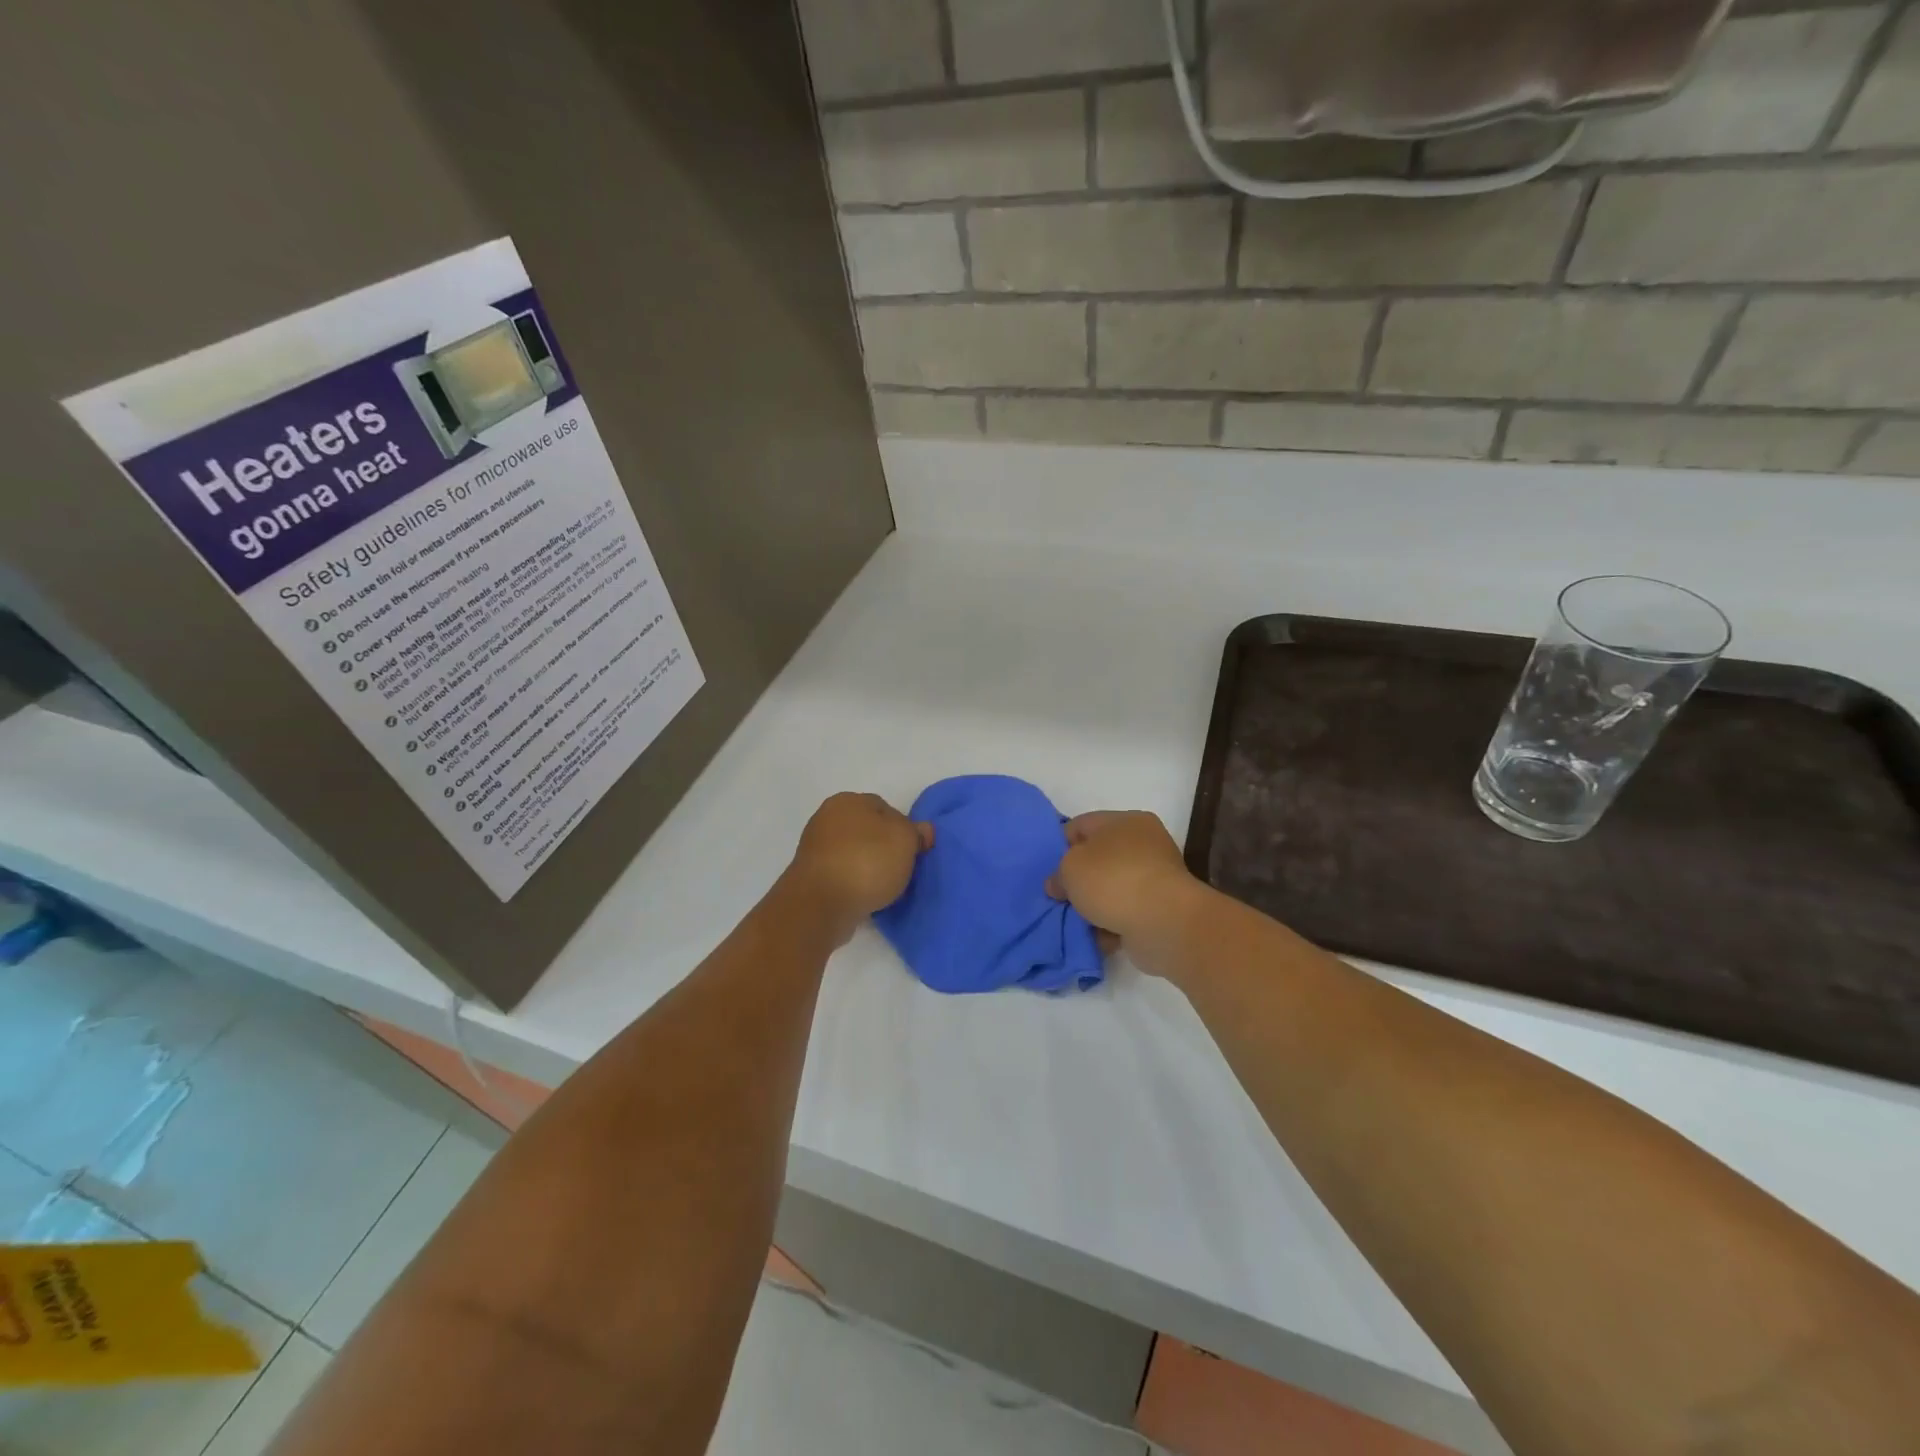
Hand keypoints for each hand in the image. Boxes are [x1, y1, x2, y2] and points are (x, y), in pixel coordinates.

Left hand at [787, 792, 932, 942]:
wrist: (820, 905)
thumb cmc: (866, 863)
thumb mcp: (905, 841)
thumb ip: (916, 832)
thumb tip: (922, 830)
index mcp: (848, 801)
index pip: (885, 808)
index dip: (904, 829)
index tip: (913, 852)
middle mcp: (827, 818)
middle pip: (868, 831)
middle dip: (884, 849)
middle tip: (901, 870)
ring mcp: (815, 848)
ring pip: (854, 854)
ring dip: (868, 868)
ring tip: (884, 888)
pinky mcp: (810, 876)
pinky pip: (842, 875)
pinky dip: (854, 884)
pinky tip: (865, 897)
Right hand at [1047, 811, 1203, 976]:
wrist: (1164, 923)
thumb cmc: (1114, 881)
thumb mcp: (1070, 868)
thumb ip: (1058, 872)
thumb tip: (1059, 885)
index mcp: (1126, 821)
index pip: (1082, 825)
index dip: (1060, 845)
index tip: (1048, 870)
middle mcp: (1143, 844)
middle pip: (1097, 858)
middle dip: (1077, 879)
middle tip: (1059, 897)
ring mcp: (1154, 877)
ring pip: (1110, 888)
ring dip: (1092, 905)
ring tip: (1074, 920)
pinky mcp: (1159, 909)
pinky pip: (1124, 913)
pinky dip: (1110, 924)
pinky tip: (1095, 936)